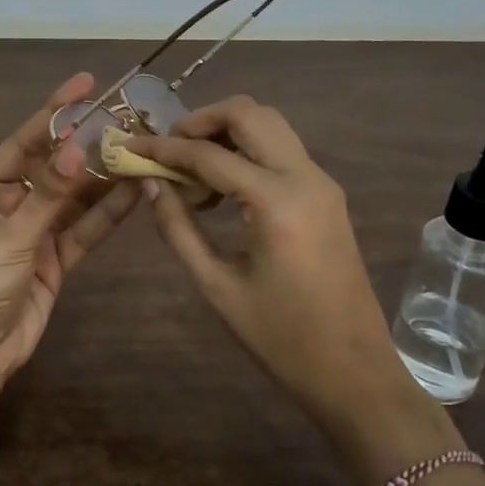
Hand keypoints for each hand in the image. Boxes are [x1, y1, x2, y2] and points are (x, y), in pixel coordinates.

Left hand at [0, 73, 139, 408]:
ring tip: (141, 150)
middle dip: (88, 146)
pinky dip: (107, 212)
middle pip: (56, 167)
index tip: (87, 84)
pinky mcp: (56, 259)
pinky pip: (84, 229)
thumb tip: (79, 146)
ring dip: (104, 178)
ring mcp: (36, 231)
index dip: (56, 112)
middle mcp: (11, 203)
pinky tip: (135, 190)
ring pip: (75, 197)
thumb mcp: (10, 233)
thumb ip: (49, 194)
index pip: (25, 141)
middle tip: (128, 120)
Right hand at [125, 96, 456, 474]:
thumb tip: (150, 184)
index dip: (164, 148)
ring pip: (269, 125)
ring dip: (226, 131)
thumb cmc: (281, 338)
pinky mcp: (327, 195)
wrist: (354, 372)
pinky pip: (281, 150)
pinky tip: (221, 187)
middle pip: (249, 114)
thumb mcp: (217, 286)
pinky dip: (247, 151)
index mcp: (276, 202)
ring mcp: (321, 183)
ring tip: (191, 168)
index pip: (209, 155)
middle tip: (168, 148)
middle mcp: (305, 177)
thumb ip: (178, 228)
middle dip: (201, 120)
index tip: (131, 145)